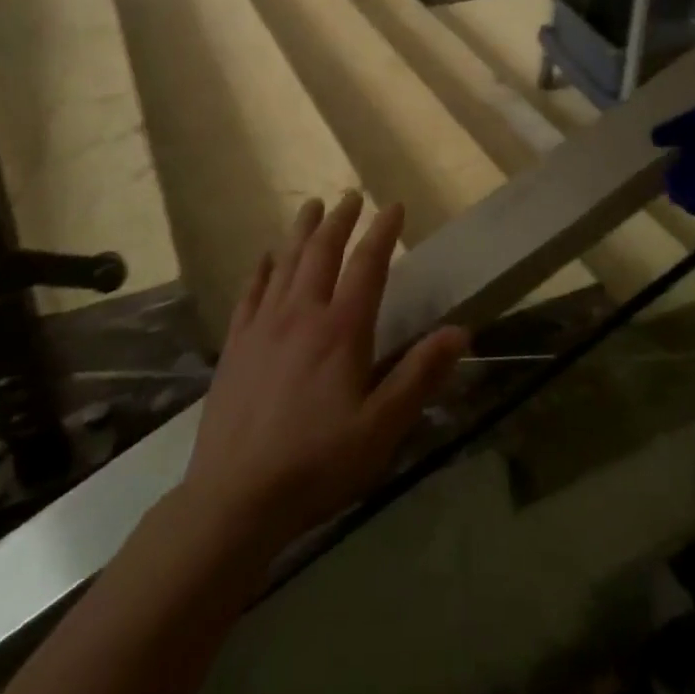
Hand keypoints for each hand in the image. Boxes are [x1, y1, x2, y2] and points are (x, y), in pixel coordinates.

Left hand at [182, 193, 469, 552]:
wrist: (234, 498)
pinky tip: (265, 258)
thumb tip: (460, 331)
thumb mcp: (382, 428)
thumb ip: (419, 376)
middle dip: (340, 220)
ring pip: (285, 263)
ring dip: (301, 231)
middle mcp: (302, 314)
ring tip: (311, 207)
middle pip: (322, 252)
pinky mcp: (236, 345)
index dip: (383, 232)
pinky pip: (250, 292)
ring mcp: (263, 326)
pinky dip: (261, 269)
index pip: (367, 265)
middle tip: (350, 195)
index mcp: (341, 330)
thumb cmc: (317, 464)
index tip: (394, 206)